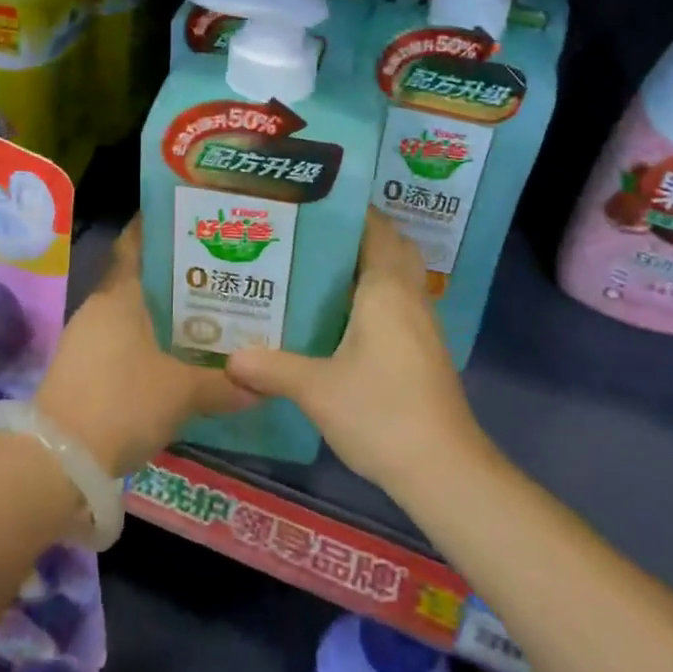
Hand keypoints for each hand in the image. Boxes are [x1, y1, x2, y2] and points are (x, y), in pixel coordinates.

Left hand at [36, 218, 253, 477]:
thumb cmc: (122, 403)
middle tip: (220, 269)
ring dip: (164, 312)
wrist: (58, 462)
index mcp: (119, 296)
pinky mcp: (83, 370)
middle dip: (178, 275)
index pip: (136, 244)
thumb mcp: (182, 393)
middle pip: (141, 279)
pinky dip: (151, 341)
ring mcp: (87, 339)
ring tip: (209, 312)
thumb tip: (262, 383)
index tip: (194, 220)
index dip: (160, 227)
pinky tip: (179, 355)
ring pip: (134, 313)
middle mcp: (100, 308)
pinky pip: (124, 341)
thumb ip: (223, 384)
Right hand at [226, 211, 484, 496]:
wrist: (442, 467)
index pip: (375, 229)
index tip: (313, 204)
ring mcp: (423, 323)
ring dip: (370, 264)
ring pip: (399, 275)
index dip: (350, 211)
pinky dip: (377, 293)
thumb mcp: (317, 389)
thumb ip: (272, 368)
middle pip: (392, 246)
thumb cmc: (380, 412)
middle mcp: (409, 296)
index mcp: (386, 289)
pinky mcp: (425, 349)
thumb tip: (230, 358)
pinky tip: (344, 316)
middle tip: (313, 235)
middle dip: (360, 234)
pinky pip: (400, 301)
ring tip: (321, 268)